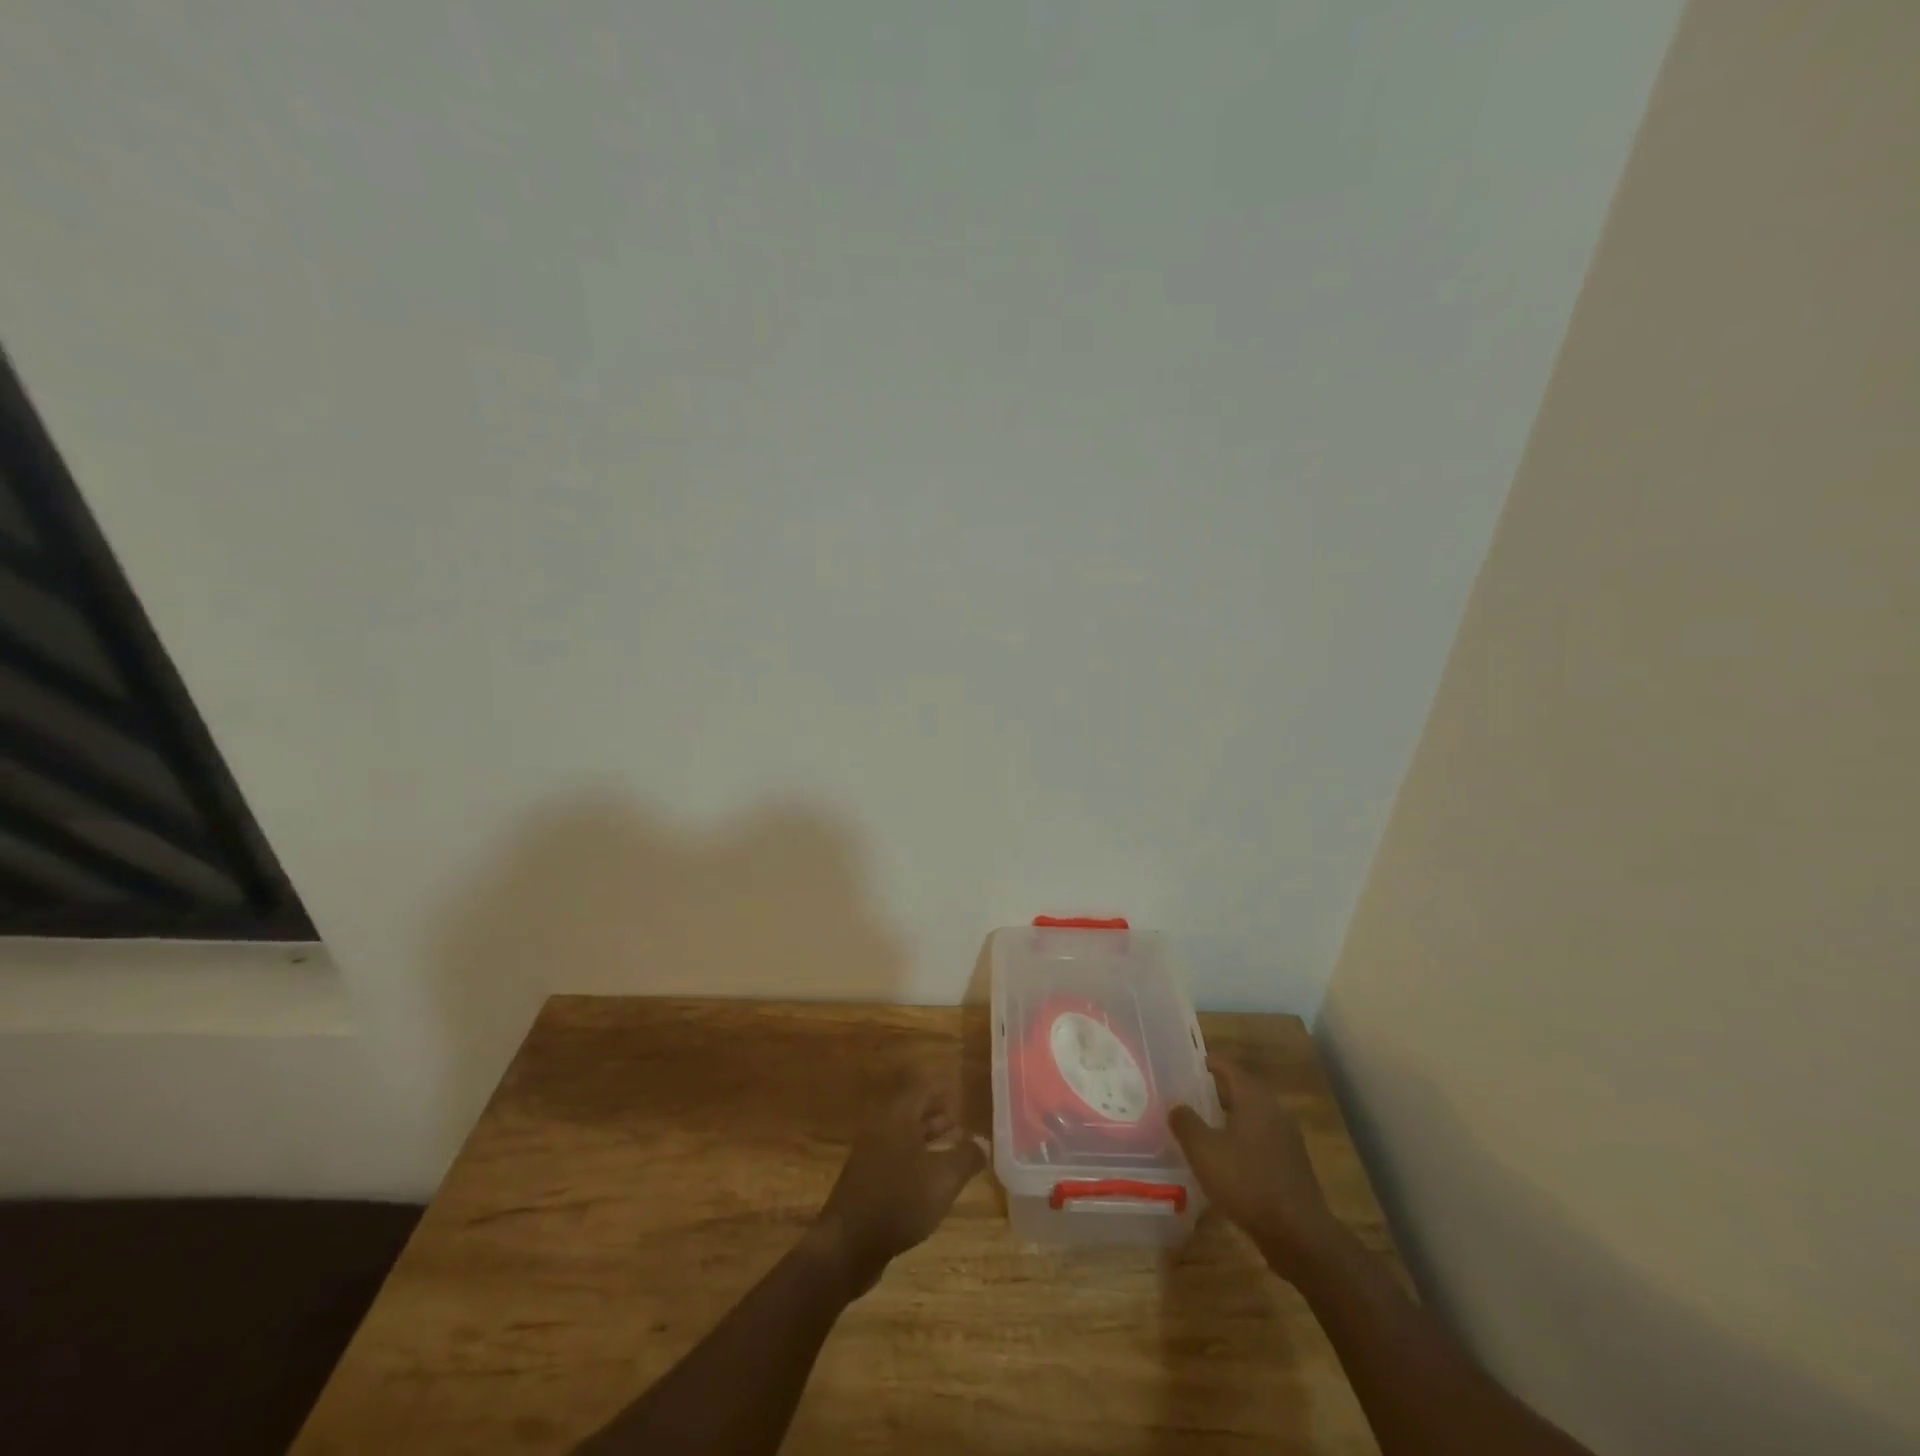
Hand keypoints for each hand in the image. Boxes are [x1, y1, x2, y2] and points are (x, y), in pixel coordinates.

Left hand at [807, 1073, 985, 1296]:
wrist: (847, 1246)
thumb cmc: (899, 1201)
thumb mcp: (943, 1178)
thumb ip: (966, 1157)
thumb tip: (983, 1142)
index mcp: (897, 1117)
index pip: (921, 1089)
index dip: (942, 1091)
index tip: (962, 1098)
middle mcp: (881, 1129)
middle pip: (911, 1111)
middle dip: (937, 1115)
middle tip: (962, 1123)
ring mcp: (870, 1156)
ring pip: (904, 1137)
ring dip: (928, 1139)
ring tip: (953, 1150)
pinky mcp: (866, 1182)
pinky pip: (895, 1159)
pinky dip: (916, 1160)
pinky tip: (931, 1182)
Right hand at [1170, 1057, 1344, 1280]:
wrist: (1299, 1235)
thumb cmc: (1247, 1182)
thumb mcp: (1204, 1151)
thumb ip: (1186, 1123)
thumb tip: (1176, 1105)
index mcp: (1254, 1099)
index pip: (1227, 1067)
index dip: (1206, 1062)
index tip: (1185, 1063)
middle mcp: (1274, 1110)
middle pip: (1241, 1089)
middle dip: (1216, 1089)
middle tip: (1189, 1093)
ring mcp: (1287, 1138)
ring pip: (1252, 1115)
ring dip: (1229, 1115)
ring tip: (1203, 1123)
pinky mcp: (1291, 1164)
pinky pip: (1261, 1139)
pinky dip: (1242, 1138)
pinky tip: (1225, 1156)